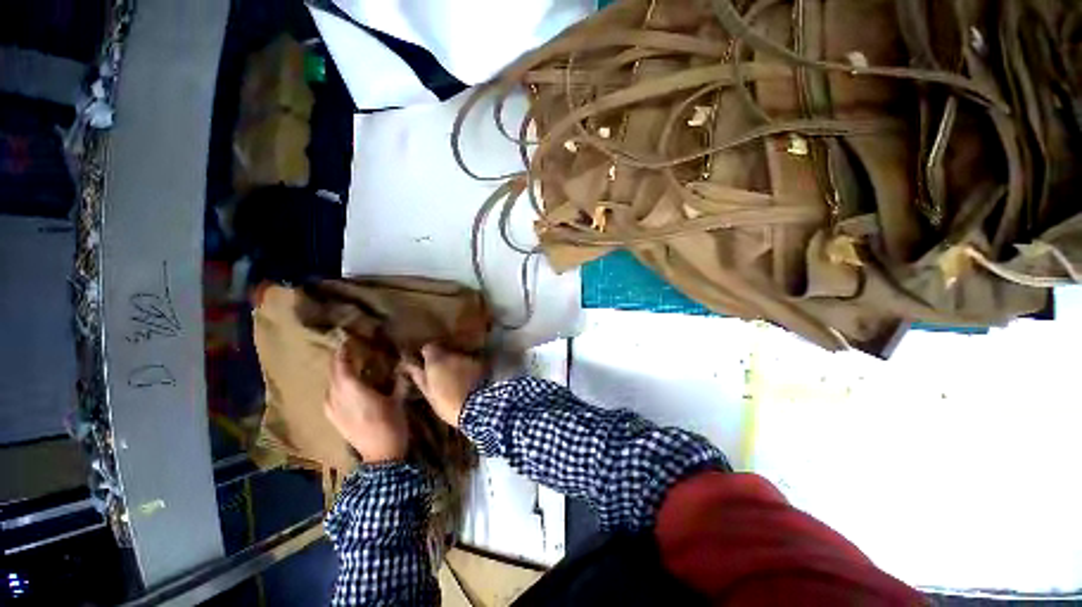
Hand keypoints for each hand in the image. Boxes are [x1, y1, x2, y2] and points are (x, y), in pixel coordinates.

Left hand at [324, 347, 409, 463]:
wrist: (380, 456)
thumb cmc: (391, 424)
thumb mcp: (398, 400)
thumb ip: (399, 381)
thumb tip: (403, 366)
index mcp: (352, 390)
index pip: (342, 365)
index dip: (343, 352)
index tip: (348, 340)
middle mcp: (336, 397)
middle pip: (333, 373)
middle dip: (339, 361)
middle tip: (350, 350)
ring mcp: (332, 409)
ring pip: (330, 384)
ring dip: (337, 374)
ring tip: (348, 366)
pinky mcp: (332, 418)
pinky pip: (330, 395)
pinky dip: (336, 386)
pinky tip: (344, 387)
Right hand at [402, 344, 484, 427]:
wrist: (477, 407)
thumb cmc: (447, 403)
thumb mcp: (428, 393)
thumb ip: (419, 376)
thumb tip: (409, 365)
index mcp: (436, 359)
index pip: (428, 347)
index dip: (427, 356)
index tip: (425, 365)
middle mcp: (453, 353)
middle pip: (445, 351)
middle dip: (443, 360)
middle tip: (441, 376)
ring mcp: (469, 357)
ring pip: (459, 357)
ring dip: (457, 364)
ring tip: (457, 380)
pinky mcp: (482, 363)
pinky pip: (472, 362)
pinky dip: (469, 368)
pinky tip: (470, 380)